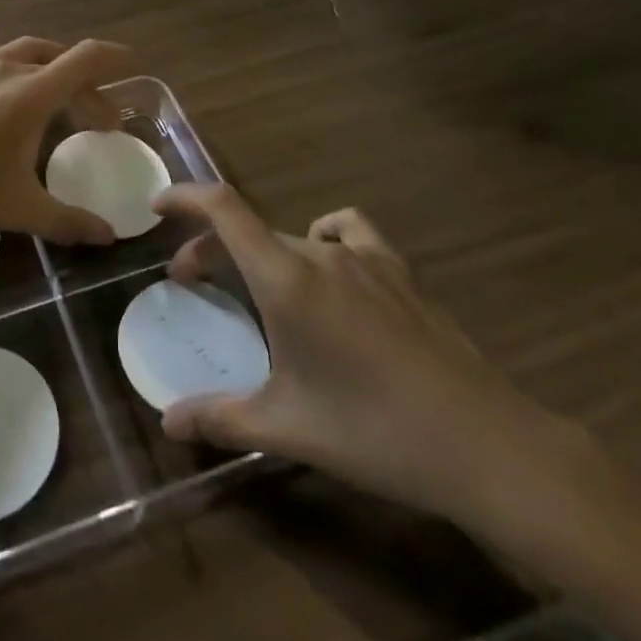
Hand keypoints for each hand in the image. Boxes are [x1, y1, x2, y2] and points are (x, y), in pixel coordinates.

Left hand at [0, 5, 131, 245]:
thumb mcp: (18, 209)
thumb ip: (68, 221)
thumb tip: (109, 237)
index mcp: (31, 94)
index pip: (85, 60)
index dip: (113, 57)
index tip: (133, 63)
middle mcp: (6, 69)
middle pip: (58, 61)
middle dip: (84, 84)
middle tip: (95, 118)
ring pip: (21, 49)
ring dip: (47, 62)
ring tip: (58, 82)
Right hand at [154, 184, 579, 529]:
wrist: (484, 444)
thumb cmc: (374, 430)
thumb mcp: (288, 429)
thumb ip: (221, 419)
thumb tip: (168, 423)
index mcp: (285, 279)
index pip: (223, 209)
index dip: (185, 196)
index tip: (157, 205)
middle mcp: (320, 253)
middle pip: (250, 231)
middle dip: (212, 250)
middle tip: (193, 282)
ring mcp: (365, 257)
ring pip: (294, 236)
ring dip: (262, 250)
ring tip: (260, 283)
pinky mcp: (400, 271)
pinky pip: (349, 232)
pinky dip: (325, 237)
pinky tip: (330, 266)